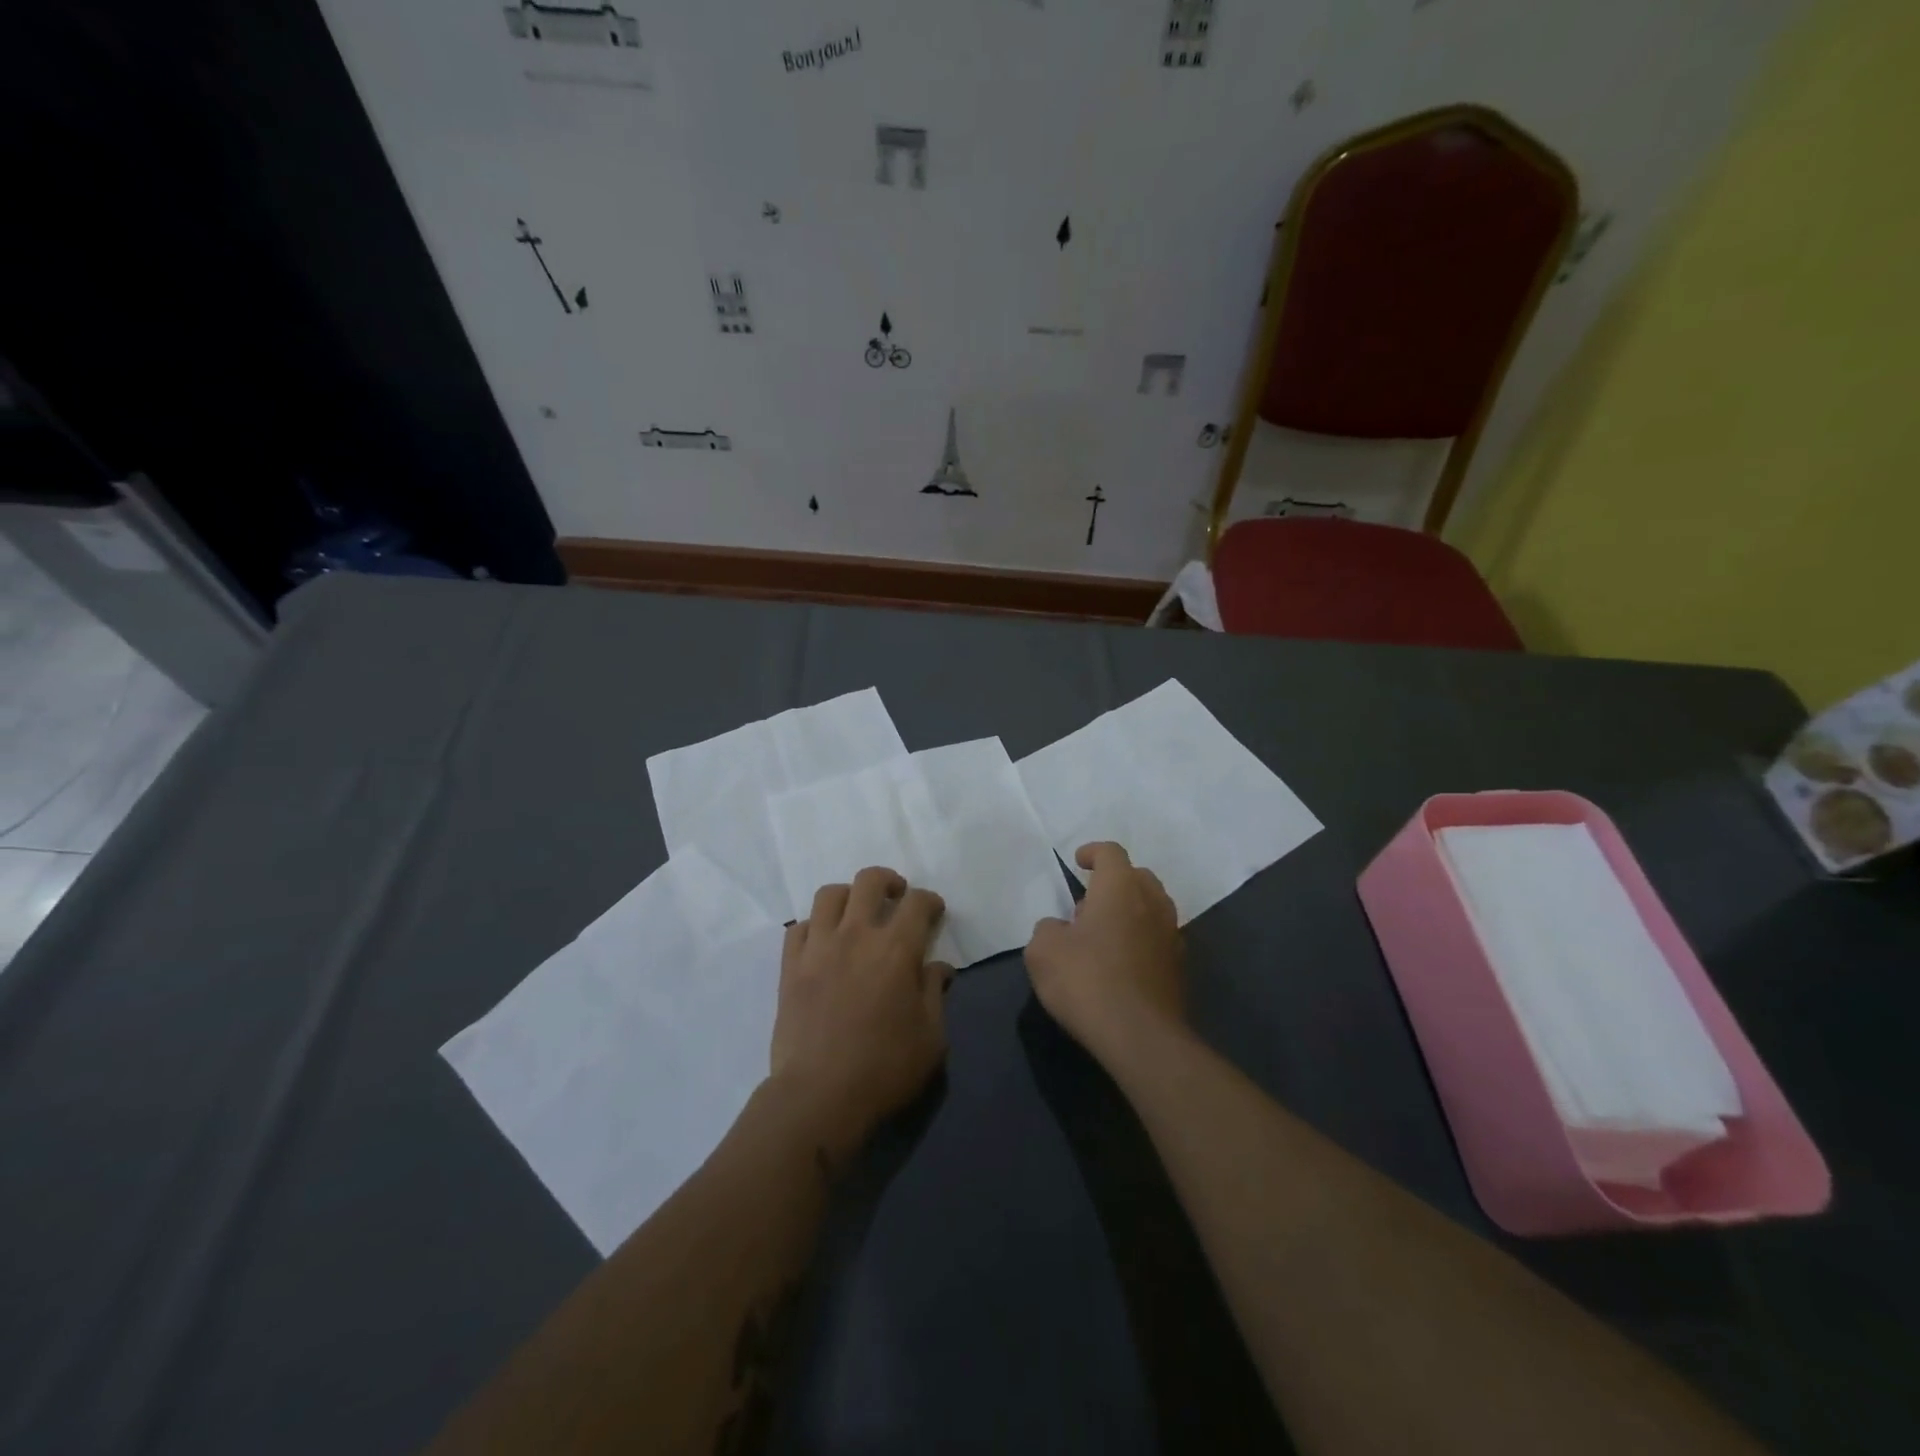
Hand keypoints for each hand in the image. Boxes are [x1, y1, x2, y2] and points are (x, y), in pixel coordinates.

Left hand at [770, 866, 952, 1159]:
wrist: (819, 1096)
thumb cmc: (884, 1068)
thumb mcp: (931, 1037)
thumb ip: (935, 993)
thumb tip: (938, 967)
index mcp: (896, 948)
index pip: (917, 902)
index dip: (930, 901)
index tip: (934, 912)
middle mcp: (856, 935)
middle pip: (869, 881)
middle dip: (889, 882)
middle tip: (896, 899)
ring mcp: (818, 947)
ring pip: (830, 894)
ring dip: (848, 897)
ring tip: (856, 915)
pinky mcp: (790, 966)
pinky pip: (798, 927)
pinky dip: (814, 926)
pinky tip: (823, 943)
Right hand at [1025, 842, 1183, 1063]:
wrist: (1140, 1037)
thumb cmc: (1086, 981)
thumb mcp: (1043, 951)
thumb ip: (1048, 929)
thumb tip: (1061, 929)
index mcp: (1120, 888)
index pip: (1111, 853)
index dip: (1093, 852)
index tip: (1078, 862)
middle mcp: (1152, 902)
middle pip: (1137, 876)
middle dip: (1114, 881)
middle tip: (1088, 903)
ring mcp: (1171, 935)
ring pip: (1152, 906)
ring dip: (1129, 910)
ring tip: (1103, 934)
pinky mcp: (1179, 967)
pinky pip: (1158, 937)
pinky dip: (1141, 938)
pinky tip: (1121, 962)